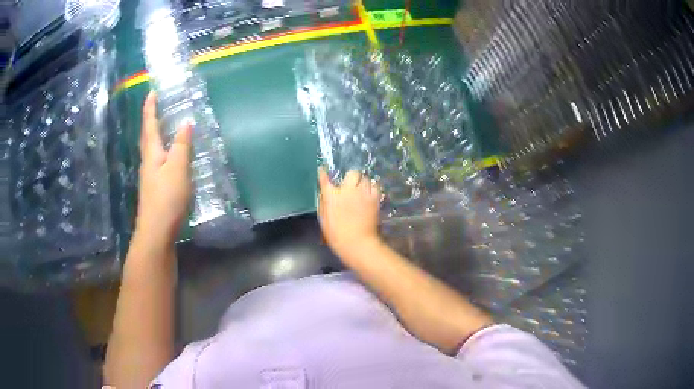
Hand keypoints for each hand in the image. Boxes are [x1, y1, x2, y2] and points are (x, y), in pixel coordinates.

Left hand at [136, 92, 192, 244]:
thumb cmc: (166, 198)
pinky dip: (162, 150)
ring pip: (151, 149)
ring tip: (163, 125)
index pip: (150, 125)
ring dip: (155, 134)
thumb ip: (182, 146)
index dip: (150, 108)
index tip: (152, 92)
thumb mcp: (178, 169)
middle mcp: (148, 162)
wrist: (156, 232)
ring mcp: (150, 176)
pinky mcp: (155, 187)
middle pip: (147, 136)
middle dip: (150, 119)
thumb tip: (186, 122)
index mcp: (152, 154)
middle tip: (156, 105)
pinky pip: (157, 160)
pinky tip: (169, 155)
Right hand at [317, 168, 381, 259]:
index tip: (322, 169)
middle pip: (351, 173)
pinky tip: (370, 194)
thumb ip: (323, 204)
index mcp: (331, 196)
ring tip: (362, 190)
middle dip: (351, 178)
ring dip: (362, 183)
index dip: (323, 173)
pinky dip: (373, 188)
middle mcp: (347, 190)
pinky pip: (375, 186)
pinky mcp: (375, 198)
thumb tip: (323, 194)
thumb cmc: (336, 235)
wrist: (357, 242)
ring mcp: (362, 193)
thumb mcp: (323, 220)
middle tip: (350, 186)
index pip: (324, 179)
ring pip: (365, 178)